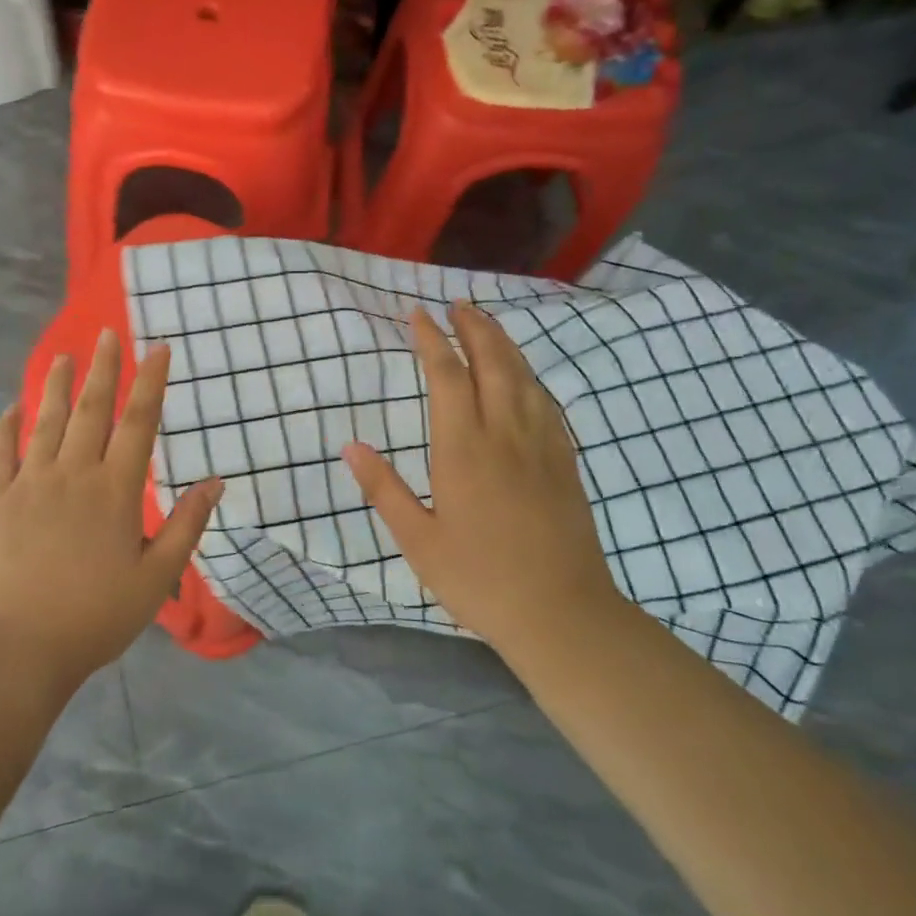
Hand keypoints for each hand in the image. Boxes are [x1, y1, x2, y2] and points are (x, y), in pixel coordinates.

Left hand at [0, 327, 223, 687]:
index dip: (151, 383)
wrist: (16, 647)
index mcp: (115, 491)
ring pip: (46, 422)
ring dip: (57, 386)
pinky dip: (6, 428)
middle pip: (92, 410)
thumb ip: (185, 526)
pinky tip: (12, 409)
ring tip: (64, 356)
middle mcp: (72, 474)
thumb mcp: (155, 579)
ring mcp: (28, 483)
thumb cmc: (94, 617)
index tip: (159, 349)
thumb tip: (215, 482)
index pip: (138, 423)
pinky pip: (0, 453)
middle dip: (104, 369)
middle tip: (107, 334)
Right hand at [342, 302, 625, 647]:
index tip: (417, 314)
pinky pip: (547, 402)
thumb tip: (351, 447)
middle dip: (474, 327)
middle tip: (458, 303)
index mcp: (463, 449)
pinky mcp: (564, 461)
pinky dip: (530, 376)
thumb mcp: (418, 541)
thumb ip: (384, 489)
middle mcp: (504, 434)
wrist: (561, 612)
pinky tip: (525, 377)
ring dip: (504, 343)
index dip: (430, 340)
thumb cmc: (479, 579)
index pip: (446, 376)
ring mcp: (541, 445)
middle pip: (492, 362)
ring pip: (524, 376)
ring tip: (488, 323)